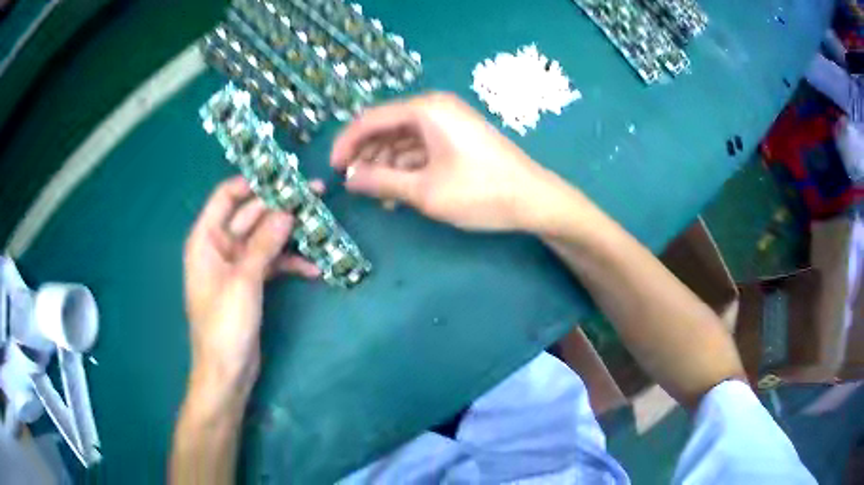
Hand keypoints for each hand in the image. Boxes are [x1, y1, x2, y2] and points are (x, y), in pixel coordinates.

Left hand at [182, 176, 319, 398]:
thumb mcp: (244, 280)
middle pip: (251, 215)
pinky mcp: (251, 283)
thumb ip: (264, 243)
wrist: (226, 372)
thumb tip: (287, 210)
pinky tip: (314, 269)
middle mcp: (219, 246)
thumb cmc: (224, 325)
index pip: (227, 195)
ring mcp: (237, 265)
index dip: (253, 182)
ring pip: (265, 239)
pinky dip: (290, 264)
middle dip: (281, 207)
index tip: (285, 176)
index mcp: (206, 238)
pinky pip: (271, 263)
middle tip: (317, 196)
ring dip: (290, 235)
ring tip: (322, 227)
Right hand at [331, 92, 571, 231]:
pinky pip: (420, 147)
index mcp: (425, 110)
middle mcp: (434, 108)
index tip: (332, 169)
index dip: (346, 143)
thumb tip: (349, 179)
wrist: (533, 200)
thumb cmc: (481, 193)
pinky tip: (398, 192)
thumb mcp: (425, 191)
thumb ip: (381, 182)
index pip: (370, 119)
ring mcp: (448, 122)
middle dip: (366, 155)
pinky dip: (406, 167)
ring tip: (376, 194)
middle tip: (353, 184)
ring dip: (385, 164)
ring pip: (402, 139)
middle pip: (386, 127)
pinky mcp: (456, 138)